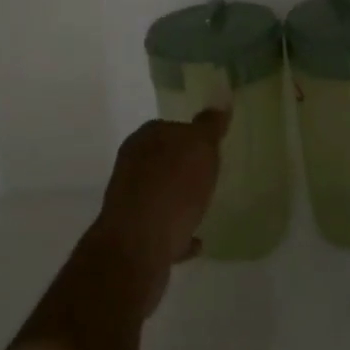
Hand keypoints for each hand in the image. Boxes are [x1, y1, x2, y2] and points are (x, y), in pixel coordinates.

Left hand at [86, 109, 226, 311]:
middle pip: (163, 160)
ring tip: (205, 207)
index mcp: (144, 139)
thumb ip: (209, 126)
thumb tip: (219, 102)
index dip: (191, 135)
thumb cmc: (172, 187)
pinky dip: (178, 233)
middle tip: (211, 175)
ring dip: (179, 200)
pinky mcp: (134, 236)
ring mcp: (130, 202)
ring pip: (160, 195)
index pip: (170, 127)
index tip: (212, 146)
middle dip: (183, 167)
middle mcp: (132, 166)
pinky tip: (196, 241)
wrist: (138, 247)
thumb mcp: (200, 147)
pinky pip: (163, 230)